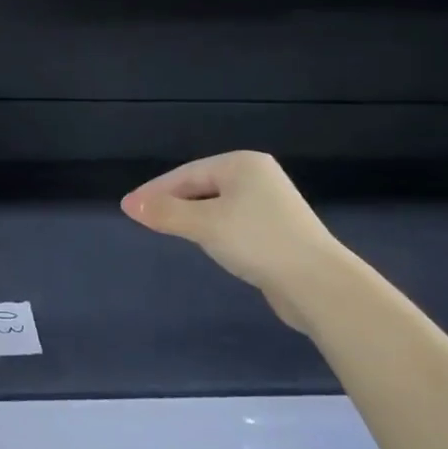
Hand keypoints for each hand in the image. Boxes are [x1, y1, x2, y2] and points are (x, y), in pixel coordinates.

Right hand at [121, 151, 359, 327]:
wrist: (318, 284)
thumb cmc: (258, 242)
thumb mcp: (204, 224)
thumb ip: (165, 212)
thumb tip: (129, 203)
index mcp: (242, 164)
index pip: (186, 174)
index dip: (155, 191)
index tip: (130, 207)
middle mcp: (258, 177)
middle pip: (201, 186)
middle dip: (173, 202)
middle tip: (145, 219)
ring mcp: (270, 204)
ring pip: (216, 205)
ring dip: (192, 216)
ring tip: (168, 230)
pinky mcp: (277, 230)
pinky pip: (232, 221)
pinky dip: (213, 229)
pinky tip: (205, 243)